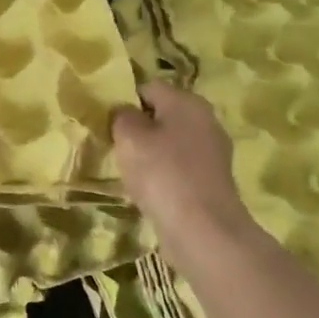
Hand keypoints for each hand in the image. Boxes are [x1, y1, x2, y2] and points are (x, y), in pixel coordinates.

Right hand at [112, 81, 262, 261]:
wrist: (203, 229)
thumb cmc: (162, 173)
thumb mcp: (129, 136)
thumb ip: (121, 115)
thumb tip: (124, 111)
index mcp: (187, 102)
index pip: (148, 87)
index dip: (124, 100)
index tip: (106, 121)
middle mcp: (205, 120)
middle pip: (162, 114)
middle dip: (138, 128)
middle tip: (114, 145)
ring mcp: (212, 152)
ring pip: (170, 142)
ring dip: (149, 152)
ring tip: (128, 170)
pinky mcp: (212, 180)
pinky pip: (179, 166)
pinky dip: (163, 174)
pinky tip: (148, 190)